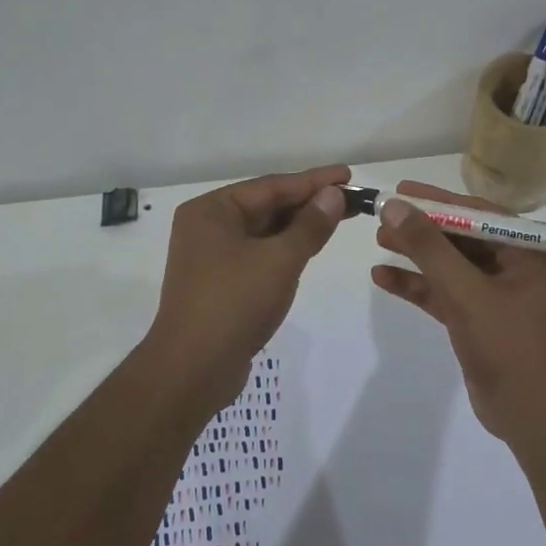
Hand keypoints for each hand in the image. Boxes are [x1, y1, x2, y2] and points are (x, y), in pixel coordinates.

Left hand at [144, 164, 351, 400]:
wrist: (194, 369)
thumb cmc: (234, 303)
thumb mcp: (279, 260)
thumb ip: (309, 225)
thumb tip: (333, 195)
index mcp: (211, 210)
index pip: (271, 186)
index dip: (313, 181)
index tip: (347, 175)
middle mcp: (207, 227)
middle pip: (267, 206)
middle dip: (309, 202)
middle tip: (351, 198)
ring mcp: (212, 257)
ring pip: (264, 232)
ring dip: (300, 226)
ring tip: (340, 217)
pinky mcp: (221, 283)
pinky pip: (259, 254)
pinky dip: (286, 249)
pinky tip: (311, 246)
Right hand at [370, 181, 545, 442]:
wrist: (532, 416)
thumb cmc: (509, 345)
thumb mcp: (466, 292)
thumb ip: (428, 248)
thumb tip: (394, 206)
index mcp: (531, 252)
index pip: (479, 214)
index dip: (437, 201)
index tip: (401, 190)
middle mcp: (518, 266)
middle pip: (462, 238)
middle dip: (423, 229)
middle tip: (382, 215)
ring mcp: (498, 295)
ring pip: (451, 266)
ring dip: (417, 255)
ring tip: (378, 240)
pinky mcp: (480, 320)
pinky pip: (446, 293)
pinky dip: (418, 286)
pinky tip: (383, 277)